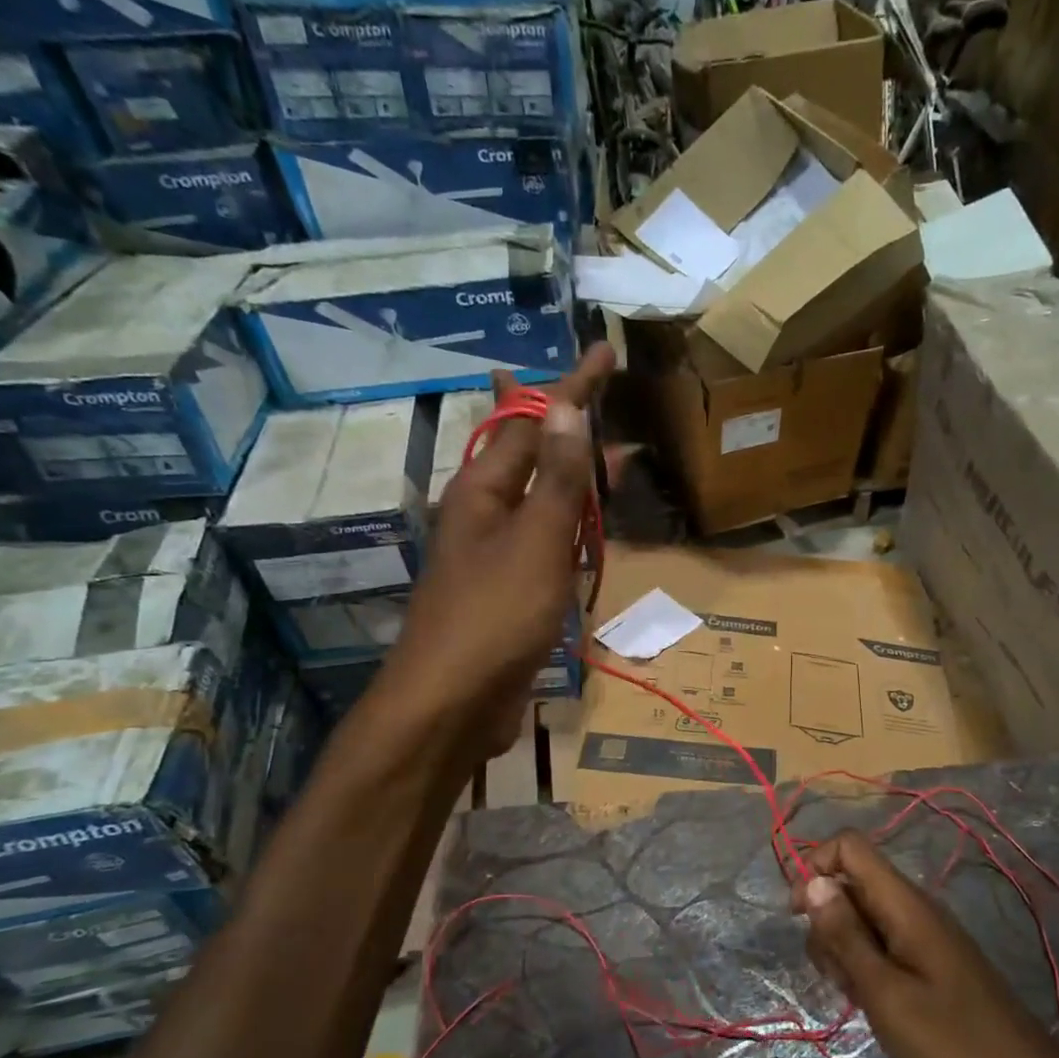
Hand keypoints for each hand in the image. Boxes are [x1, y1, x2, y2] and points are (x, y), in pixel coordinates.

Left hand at [382, 343, 615, 758]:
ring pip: (538, 502)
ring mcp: (493, 557)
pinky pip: (543, 546)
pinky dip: (568, 529)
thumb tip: (566, 407)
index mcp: (483, 492)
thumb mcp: (536, 543)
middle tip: (606, 403)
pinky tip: (583, 532)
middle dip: (568, 428)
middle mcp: (483, 516)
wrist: (452, 705)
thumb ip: (558, 480)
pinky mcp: (507, 595)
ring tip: (604, 459)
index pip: (533, 422)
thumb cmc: (494, 617)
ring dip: (570, 477)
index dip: (572, 388)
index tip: (605, 353)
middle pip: (530, 456)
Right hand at [793, 830, 1057, 1057]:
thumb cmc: (950, 1041)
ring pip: (861, 916)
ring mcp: (921, 934)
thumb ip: (845, 935)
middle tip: (838, 974)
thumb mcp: (884, 992)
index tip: (800, 916)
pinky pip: (880, 943)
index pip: (849, 846)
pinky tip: (874, 1003)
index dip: (817, 867)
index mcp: (904, 903)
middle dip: (827, 922)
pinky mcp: (926, 959)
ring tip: (859, 996)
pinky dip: (865, 965)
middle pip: (850, 884)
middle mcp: (912, 907)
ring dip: (843, 949)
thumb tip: (812, 881)